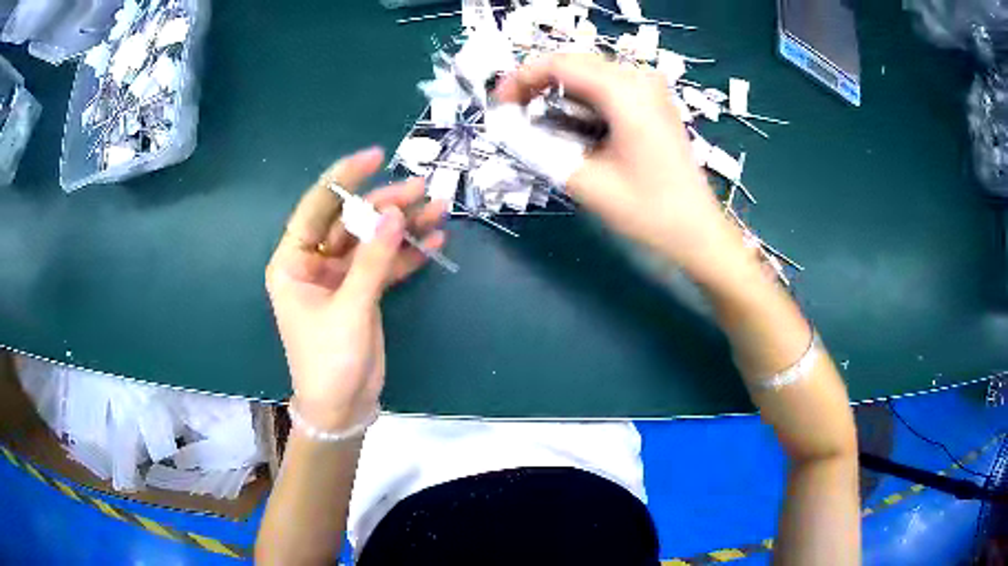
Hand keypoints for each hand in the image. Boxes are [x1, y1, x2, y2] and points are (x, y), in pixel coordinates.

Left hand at [266, 147, 447, 428]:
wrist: (342, 407)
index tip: (375, 156)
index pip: (317, 207)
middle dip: (385, 204)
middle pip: (351, 221)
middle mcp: (314, 262)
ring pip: (372, 241)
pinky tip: (434, 243)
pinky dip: (408, 255)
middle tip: (421, 189)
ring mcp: (340, 277)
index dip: (344, 179)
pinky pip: (385, 265)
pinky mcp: (362, 292)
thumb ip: (372, 260)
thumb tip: (395, 215)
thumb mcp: (349, 308)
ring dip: (404, 227)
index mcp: (293, 262)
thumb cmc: (329, 360)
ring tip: (438, 210)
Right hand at [495, 53, 745, 279]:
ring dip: (558, 90)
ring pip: (590, 73)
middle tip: (512, 111)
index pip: (560, 65)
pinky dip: (581, 97)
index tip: (498, 102)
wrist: (697, 231)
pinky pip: (609, 86)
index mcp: (625, 93)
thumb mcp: (585, 182)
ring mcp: (652, 89)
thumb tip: (507, 128)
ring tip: (535, 118)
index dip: (521, 78)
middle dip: (538, 82)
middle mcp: (640, 80)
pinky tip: (570, 121)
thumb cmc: (647, 212)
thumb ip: (540, 149)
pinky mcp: (655, 102)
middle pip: (575, 63)